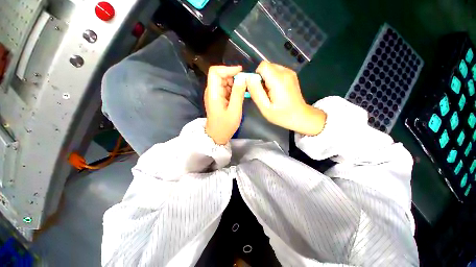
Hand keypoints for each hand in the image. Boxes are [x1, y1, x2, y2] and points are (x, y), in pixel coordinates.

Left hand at [205, 66, 245, 144]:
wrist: (217, 136)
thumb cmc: (225, 126)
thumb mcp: (234, 111)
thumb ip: (238, 94)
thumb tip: (243, 78)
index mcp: (213, 93)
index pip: (215, 72)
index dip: (227, 69)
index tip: (240, 72)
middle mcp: (211, 91)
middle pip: (220, 76)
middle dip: (233, 76)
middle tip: (246, 83)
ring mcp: (214, 95)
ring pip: (224, 82)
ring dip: (234, 83)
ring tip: (245, 90)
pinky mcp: (218, 99)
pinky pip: (225, 89)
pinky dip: (233, 89)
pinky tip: (240, 94)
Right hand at [246, 62, 326, 135]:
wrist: (300, 116)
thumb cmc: (282, 115)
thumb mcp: (265, 107)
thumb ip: (256, 92)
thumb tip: (248, 78)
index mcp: (278, 80)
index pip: (263, 66)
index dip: (257, 76)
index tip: (258, 88)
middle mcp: (285, 72)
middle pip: (267, 66)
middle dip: (261, 78)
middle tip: (264, 93)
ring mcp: (290, 72)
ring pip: (271, 68)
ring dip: (267, 79)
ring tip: (270, 93)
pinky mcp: (291, 75)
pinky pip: (277, 71)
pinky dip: (273, 79)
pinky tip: (276, 91)